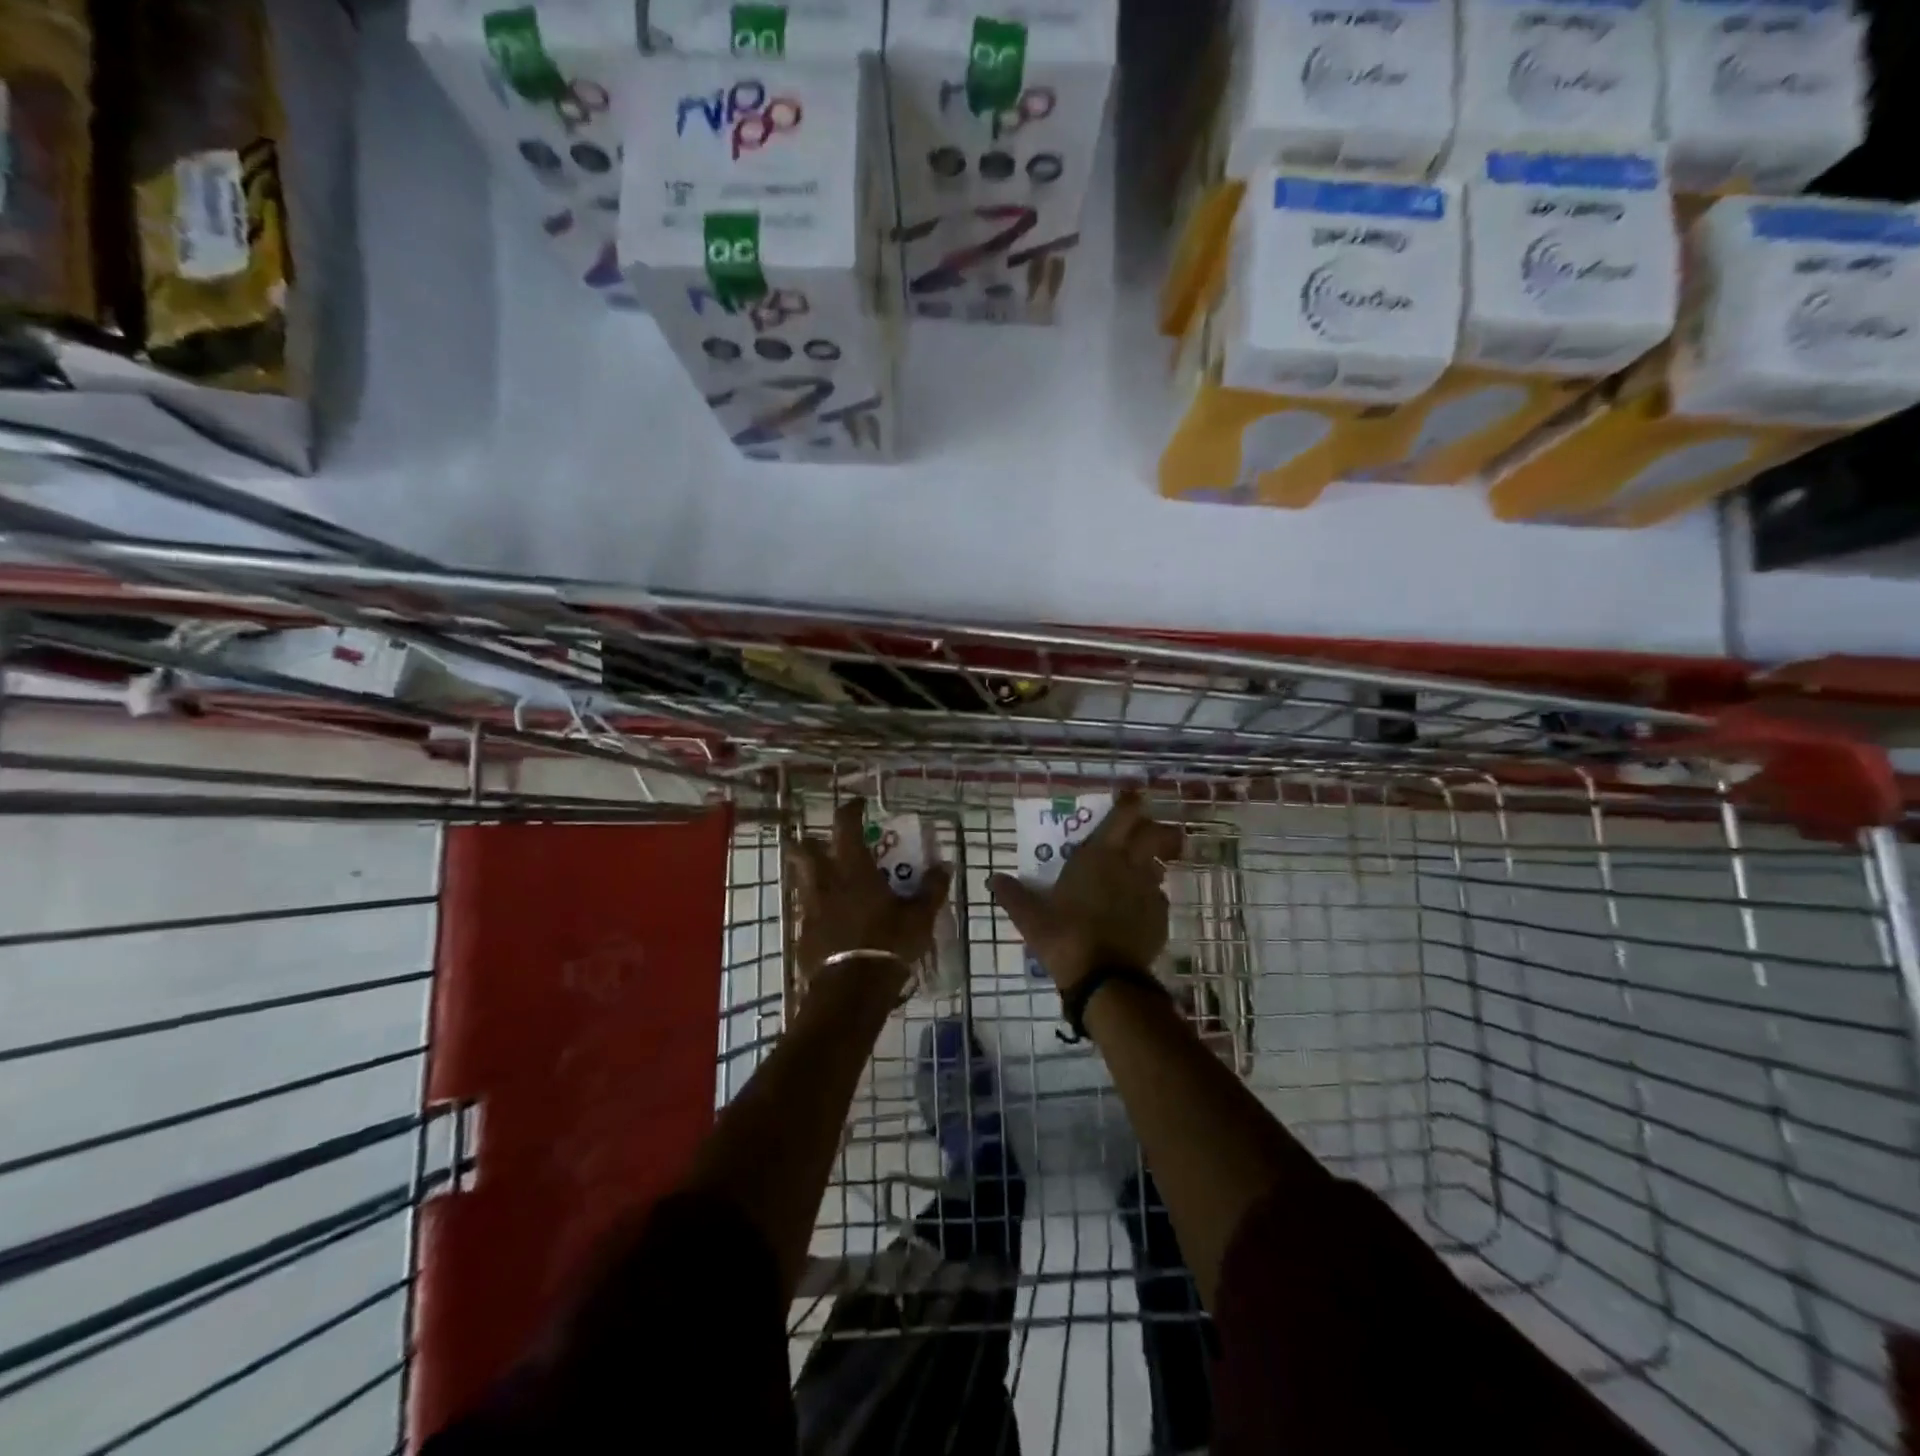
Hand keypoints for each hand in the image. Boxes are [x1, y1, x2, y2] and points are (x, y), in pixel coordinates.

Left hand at [789, 797, 952, 995]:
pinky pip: (806, 912)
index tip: (858, 805)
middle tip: (824, 842)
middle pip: (805, 850)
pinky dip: (816, 908)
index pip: (845, 825)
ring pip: (802, 881)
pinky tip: (830, 919)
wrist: (852, 990)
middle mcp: (826, 882)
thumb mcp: (920, 916)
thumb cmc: (888, 943)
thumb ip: (932, 888)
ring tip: (829, 882)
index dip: (850, 810)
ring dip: (811, 875)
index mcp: (853, 868)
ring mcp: (810, 909)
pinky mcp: (803, 934)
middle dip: (810, 841)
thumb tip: (945, 866)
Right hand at [989, 790, 1183, 994]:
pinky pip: (1157, 898)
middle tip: (1143, 833)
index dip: (1131, 802)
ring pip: (1158, 865)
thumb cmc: (1064, 936)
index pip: (1124, 815)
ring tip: (1135, 874)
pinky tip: (1134, 911)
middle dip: (1155, 829)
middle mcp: (1129, 865)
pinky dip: (1148, 898)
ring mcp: (1148, 891)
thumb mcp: (1030, 917)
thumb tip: (993, 880)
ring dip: (1151, 863)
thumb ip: (1012, 895)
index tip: (1132, 795)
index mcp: (1098, 855)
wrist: (1104, 979)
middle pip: (1155, 834)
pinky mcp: (1160, 918)